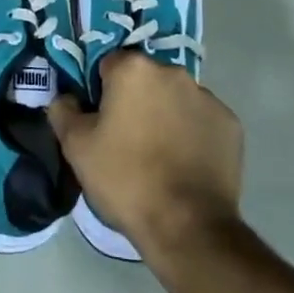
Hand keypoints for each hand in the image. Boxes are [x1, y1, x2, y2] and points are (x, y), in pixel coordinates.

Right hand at [48, 52, 242, 262]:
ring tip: (159, 156)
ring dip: (165, 114)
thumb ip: (63, 111)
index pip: (108, 65)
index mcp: (134, 69)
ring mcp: (207, 96)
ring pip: (175, 97)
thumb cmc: (126, 179)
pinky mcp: (230, 123)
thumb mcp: (76, 148)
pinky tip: (185, 164)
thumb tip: (65, 97)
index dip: (101, 91)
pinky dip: (193, 133)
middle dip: (136, 100)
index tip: (101, 121)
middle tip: (127, 139)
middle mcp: (173, 72)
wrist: (188, 227)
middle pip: (145, 79)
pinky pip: (202, 120)